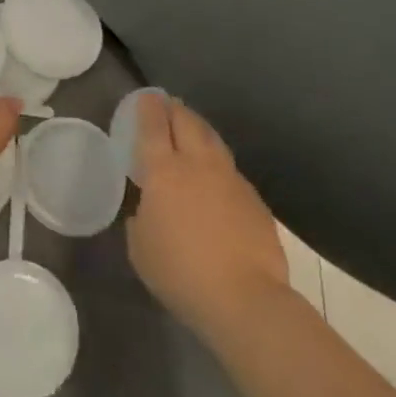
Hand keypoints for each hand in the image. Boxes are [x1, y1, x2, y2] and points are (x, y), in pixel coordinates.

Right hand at [127, 95, 288, 338]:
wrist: (245, 299)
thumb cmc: (179, 271)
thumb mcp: (140, 245)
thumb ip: (141, 217)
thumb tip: (149, 208)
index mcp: (163, 171)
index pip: (153, 126)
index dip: (147, 108)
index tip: (145, 97)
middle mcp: (198, 165)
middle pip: (187, 123)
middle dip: (175, 109)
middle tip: (167, 105)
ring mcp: (231, 180)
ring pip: (213, 141)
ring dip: (199, 129)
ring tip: (191, 129)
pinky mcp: (255, 201)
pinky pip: (231, 171)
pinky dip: (218, 164)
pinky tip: (215, 178)